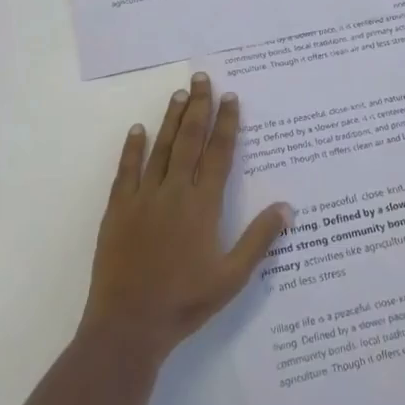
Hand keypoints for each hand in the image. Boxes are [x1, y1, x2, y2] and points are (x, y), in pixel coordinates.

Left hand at [81, 72, 291, 364]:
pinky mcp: (117, 210)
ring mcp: (142, 199)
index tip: (230, 97)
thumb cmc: (185, 302)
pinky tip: (137, 130)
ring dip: (171, 119)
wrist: (128, 326)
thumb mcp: (232, 277)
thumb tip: (286, 207)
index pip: (218, 154)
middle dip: (198, 107)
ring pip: (160, 148)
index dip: (226, 124)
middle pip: (189, 140)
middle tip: (202, 78)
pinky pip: (126, 171)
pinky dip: (132, 149)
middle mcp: (174, 193)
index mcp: (202, 206)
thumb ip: (259, 239)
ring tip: (179, 93)